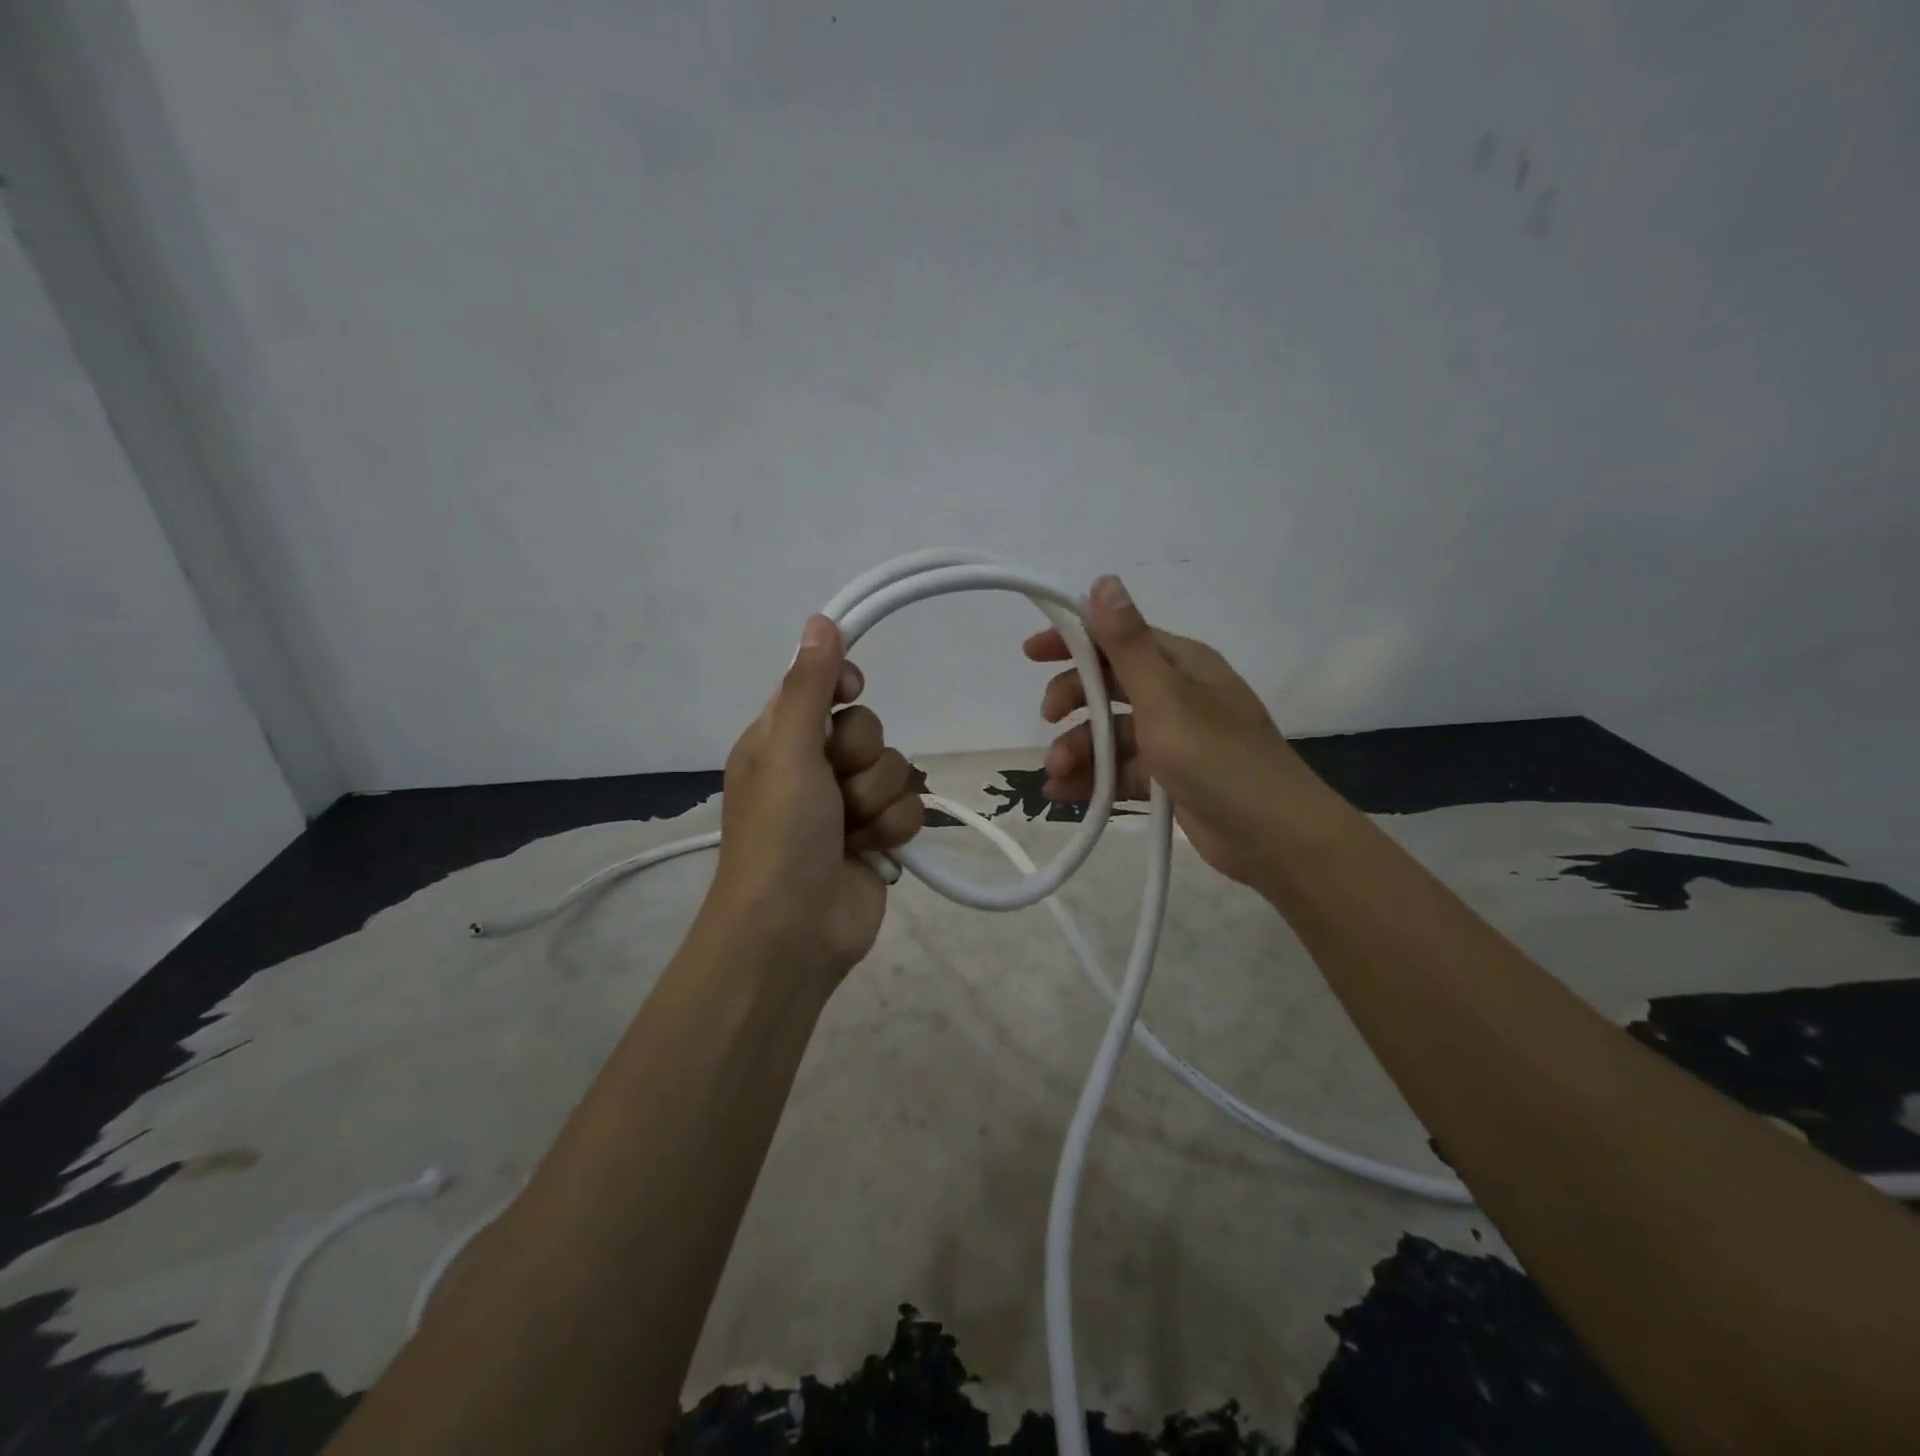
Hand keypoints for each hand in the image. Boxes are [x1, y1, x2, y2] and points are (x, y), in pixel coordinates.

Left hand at [704, 615, 923, 986]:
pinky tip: (872, 851)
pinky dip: (894, 829)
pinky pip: (910, 807)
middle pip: (868, 728)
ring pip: (895, 767)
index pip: (822, 687)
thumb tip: (820, 620)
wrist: (793, 932)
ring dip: (877, 800)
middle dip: (860, 758)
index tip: (851, 692)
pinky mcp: (879, 836)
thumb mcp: (786, 750)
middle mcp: (814, 766)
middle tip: (834, 786)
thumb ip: (808, 686)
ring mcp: (849, 804)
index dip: (842, 686)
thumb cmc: (779, 834)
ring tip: (850, 831)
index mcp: (780, 740)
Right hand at [1026, 575, 1321, 886]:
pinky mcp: (1169, 778)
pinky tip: (1063, 794)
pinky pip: (1120, 770)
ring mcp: (1172, 738)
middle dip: (1073, 701)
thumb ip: (1128, 643)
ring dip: (1078, 749)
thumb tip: (1104, 580)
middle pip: (1108, 686)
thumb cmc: (1217, 757)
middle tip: (1048, 719)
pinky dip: (1092, 779)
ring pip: (1110, 734)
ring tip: (1055, 774)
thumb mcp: (1165, 696)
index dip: (1073, 640)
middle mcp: (1175, 694)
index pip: (1117, 638)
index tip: (1031, 653)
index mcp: (1180, 664)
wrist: (1273, 836)